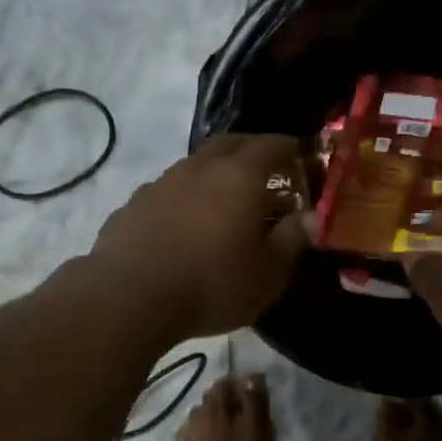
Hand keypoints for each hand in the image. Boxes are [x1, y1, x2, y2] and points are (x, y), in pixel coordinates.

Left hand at [88, 134, 310, 341]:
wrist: (129, 297)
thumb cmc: (211, 285)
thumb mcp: (267, 274)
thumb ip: (292, 240)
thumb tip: (312, 218)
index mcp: (239, 177)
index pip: (272, 145)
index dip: (290, 147)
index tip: (302, 156)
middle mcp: (200, 168)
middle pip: (230, 143)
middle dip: (252, 149)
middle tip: (267, 168)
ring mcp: (161, 183)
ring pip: (195, 164)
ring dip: (214, 172)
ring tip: (225, 198)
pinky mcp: (133, 204)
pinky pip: (168, 190)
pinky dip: (184, 196)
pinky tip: (184, 222)